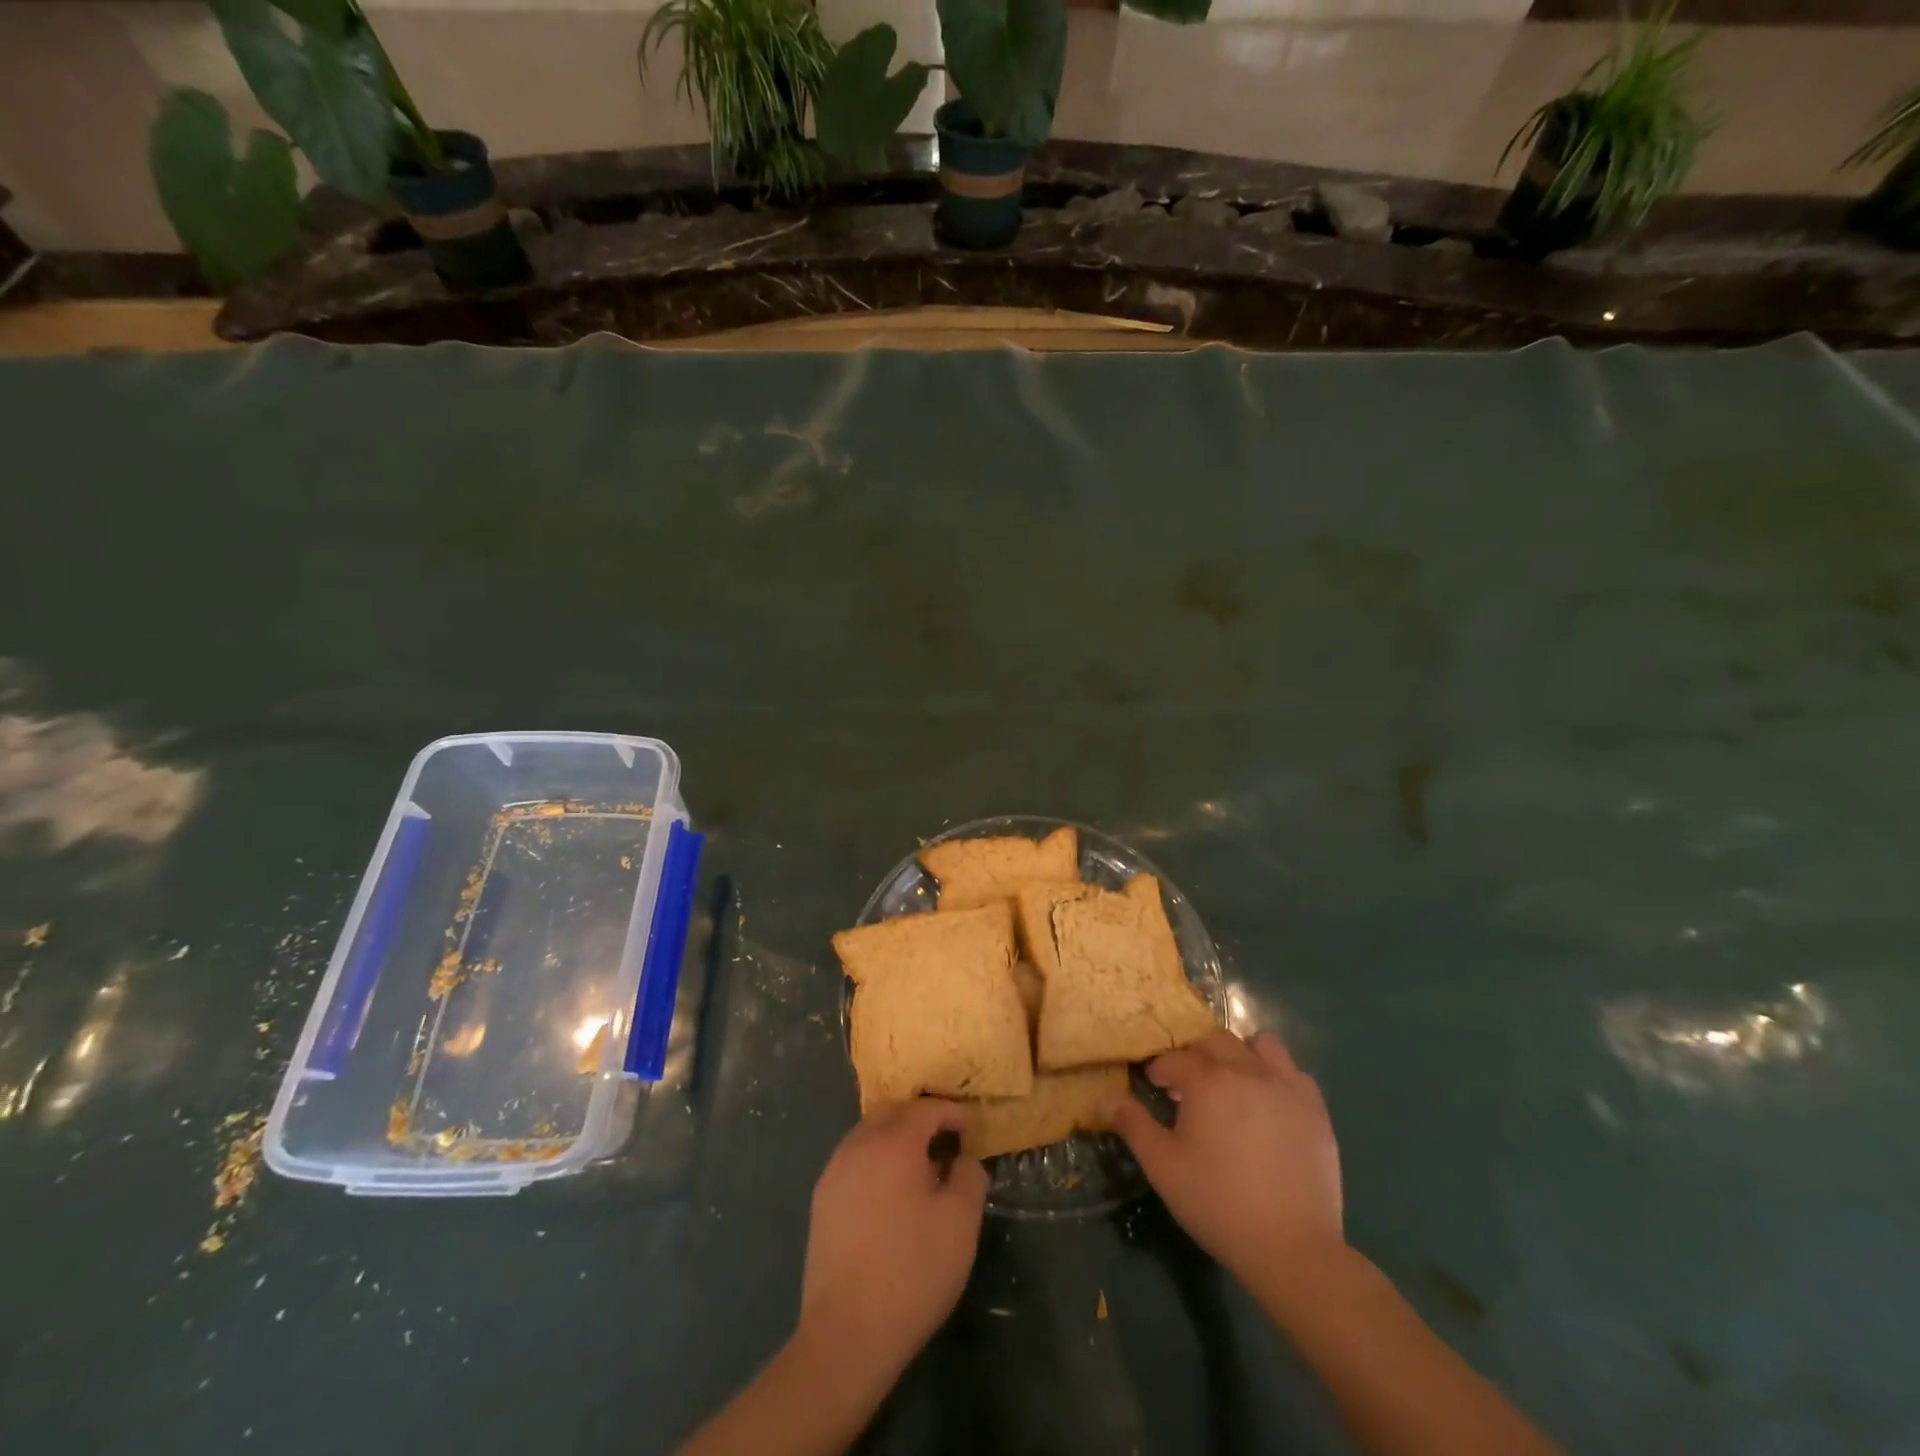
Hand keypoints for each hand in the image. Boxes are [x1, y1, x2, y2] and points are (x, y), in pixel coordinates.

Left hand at [795, 1099, 987, 1393]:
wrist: (846, 1334)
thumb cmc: (912, 1272)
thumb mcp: (961, 1224)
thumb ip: (969, 1178)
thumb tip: (963, 1160)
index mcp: (894, 1143)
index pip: (926, 1109)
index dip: (953, 1112)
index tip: (972, 1128)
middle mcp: (859, 1145)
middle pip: (893, 1112)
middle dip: (922, 1118)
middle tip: (947, 1140)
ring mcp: (835, 1172)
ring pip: (870, 1134)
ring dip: (897, 1138)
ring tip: (921, 1167)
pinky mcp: (822, 1200)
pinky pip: (854, 1160)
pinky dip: (877, 1160)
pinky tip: (891, 1193)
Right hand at [1107, 1030, 1343, 1286]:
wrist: (1292, 1249)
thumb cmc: (1218, 1204)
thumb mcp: (1163, 1167)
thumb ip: (1132, 1125)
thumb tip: (1103, 1098)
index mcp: (1207, 1082)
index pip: (1174, 1058)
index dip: (1160, 1070)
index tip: (1157, 1088)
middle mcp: (1247, 1071)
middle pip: (1214, 1040)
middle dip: (1195, 1056)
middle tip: (1189, 1087)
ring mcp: (1286, 1087)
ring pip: (1259, 1044)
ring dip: (1240, 1054)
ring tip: (1233, 1084)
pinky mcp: (1315, 1109)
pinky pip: (1293, 1072)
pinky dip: (1276, 1076)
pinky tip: (1268, 1103)